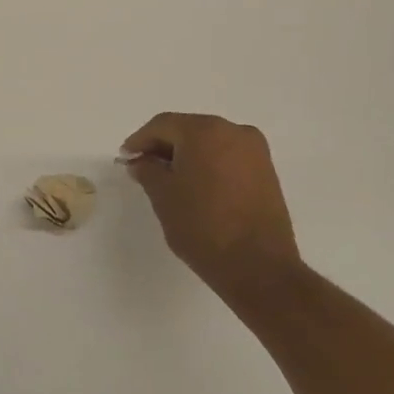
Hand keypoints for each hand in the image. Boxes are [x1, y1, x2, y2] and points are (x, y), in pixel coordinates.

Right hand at [121, 113, 301, 300]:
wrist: (259, 268)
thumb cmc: (202, 226)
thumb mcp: (162, 196)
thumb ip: (147, 170)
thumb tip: (141, 161)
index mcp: (205, 131)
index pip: (163, 125)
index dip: (140, 140)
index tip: (126, 157)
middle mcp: (234, 131)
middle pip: (188, 130)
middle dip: (164, 146)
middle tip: (143, 167)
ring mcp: (255, 151)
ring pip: (209, 143)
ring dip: (187, 156)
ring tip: (168, 179)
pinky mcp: (267, 171)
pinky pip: (228, 157)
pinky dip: (208, 165)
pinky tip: (195, 185)